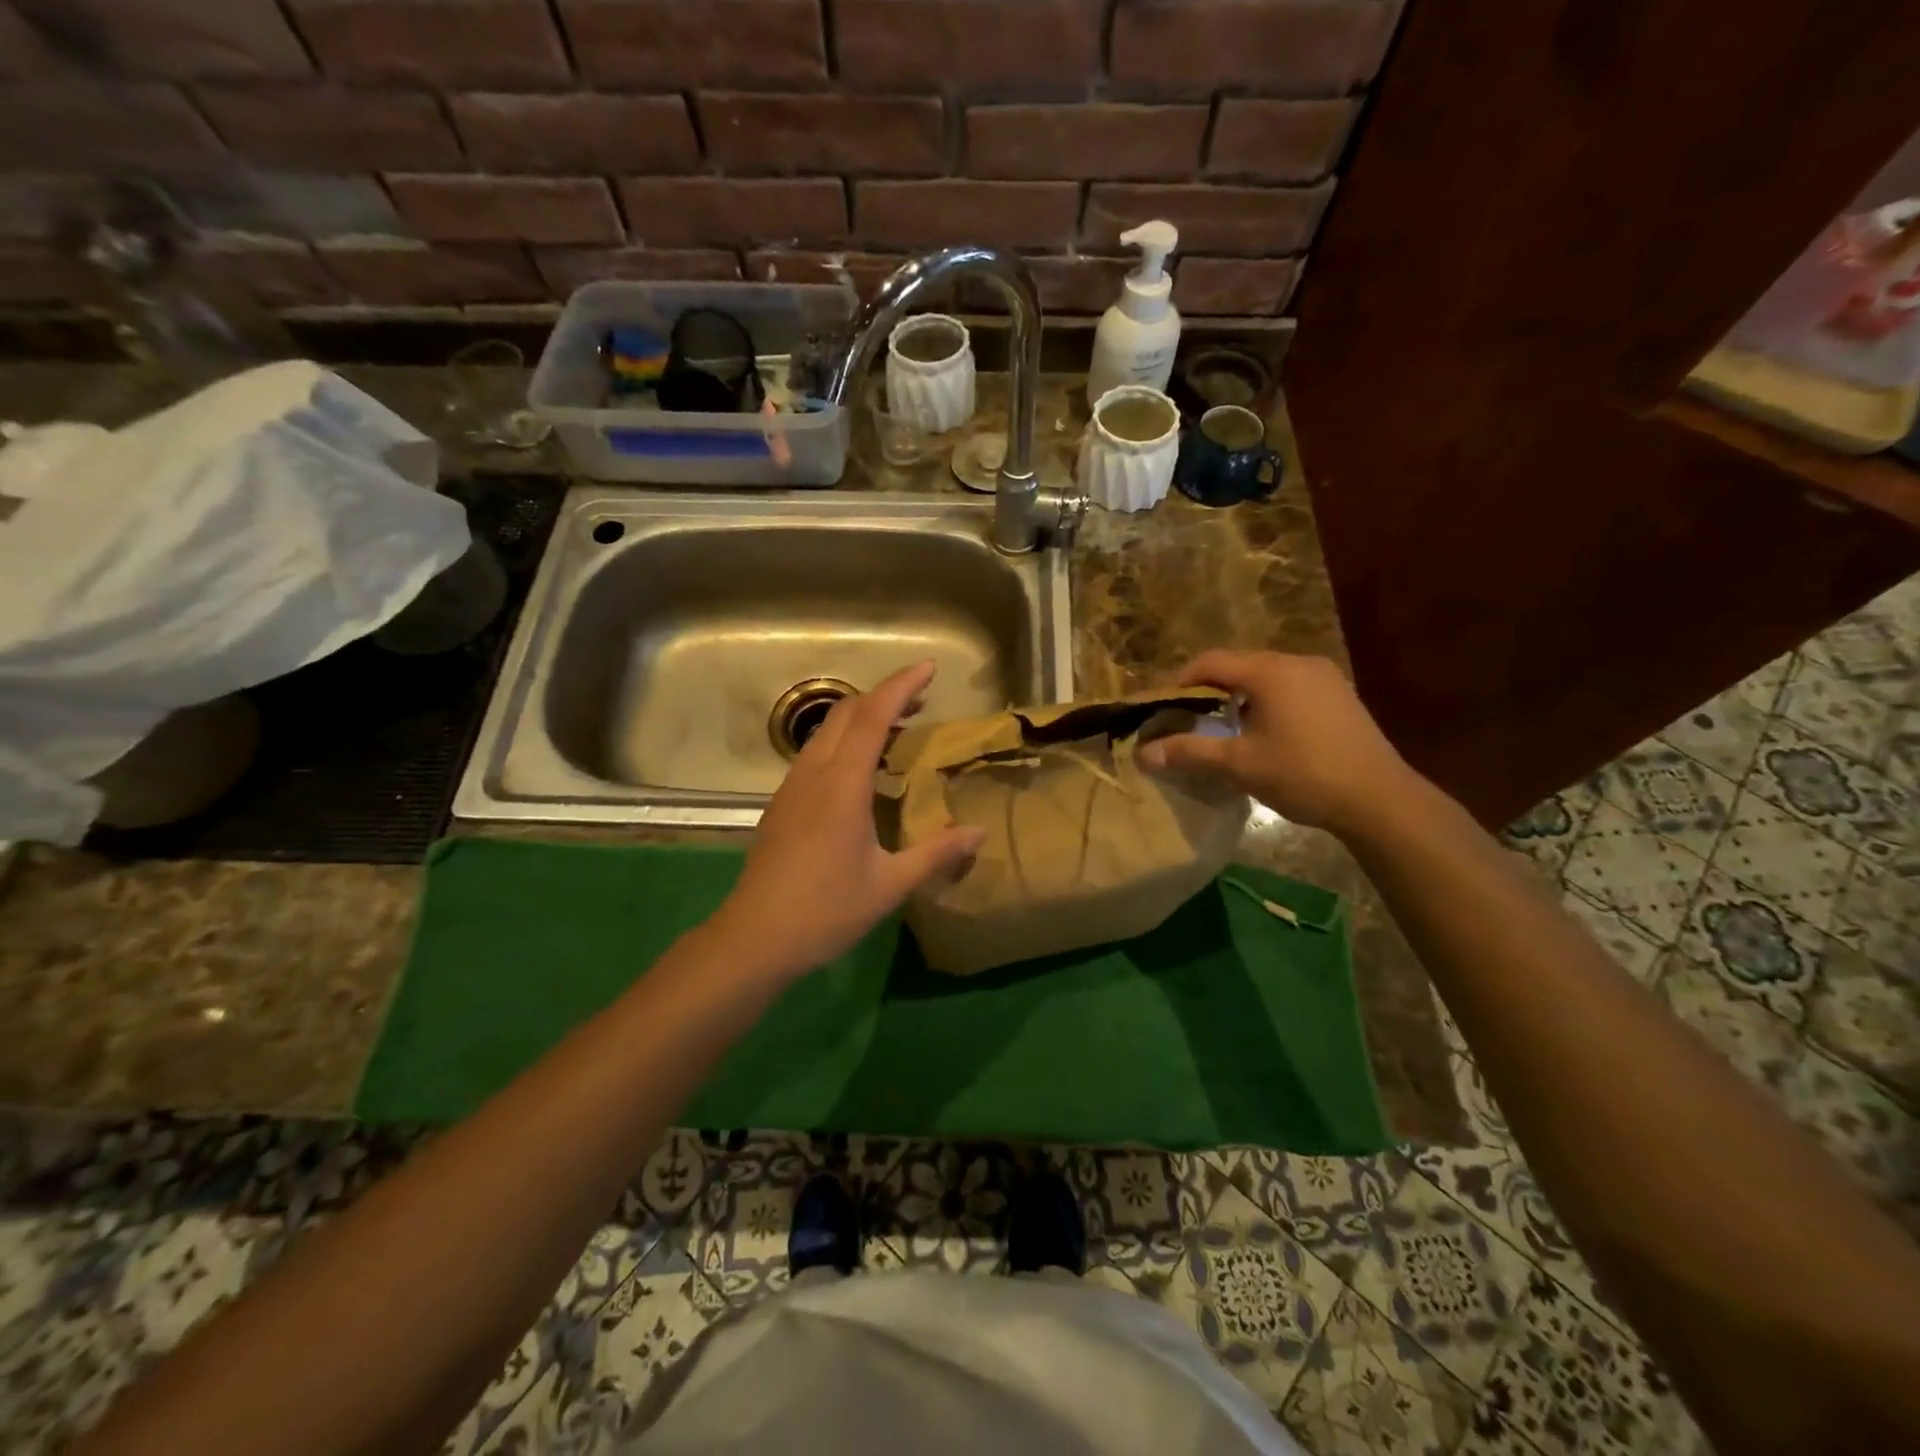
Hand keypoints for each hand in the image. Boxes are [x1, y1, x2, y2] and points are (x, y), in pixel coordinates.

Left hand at [708, 661, 986, 981]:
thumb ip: (935, 854)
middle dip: (884, 694)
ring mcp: (791, 787)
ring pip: (827, 731)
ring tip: (897, 727)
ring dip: (862, 717)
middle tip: (921, 698)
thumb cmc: (825, 910)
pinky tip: (860, 768)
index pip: (873, 716)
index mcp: (842, 785)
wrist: (753, 938)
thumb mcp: (889, 885)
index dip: (901, 685)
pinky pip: (815, 753)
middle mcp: (814, 774)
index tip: (929, 667)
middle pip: (847, 712)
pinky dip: (844, 740)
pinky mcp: (781, 803)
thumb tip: (978, 833)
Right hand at [1138, 650, 1416, 833]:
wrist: (1380, 799)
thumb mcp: (1239, 765)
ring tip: (1222, 727)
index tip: (1162, 707)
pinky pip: (1288, 686)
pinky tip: (1263, 731)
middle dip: (1207, 688)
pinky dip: (1265, 700)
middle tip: (1187, 718)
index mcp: (1270, 672)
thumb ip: (1190, 752)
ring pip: (1265, 675)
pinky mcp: (1339, 694)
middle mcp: (1297, 663)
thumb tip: (1142, 754)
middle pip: (1238, 664)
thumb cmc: (1303, 775)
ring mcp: (1323, 677)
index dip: (1179, 681)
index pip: (1210, 662)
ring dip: (1237, 695)